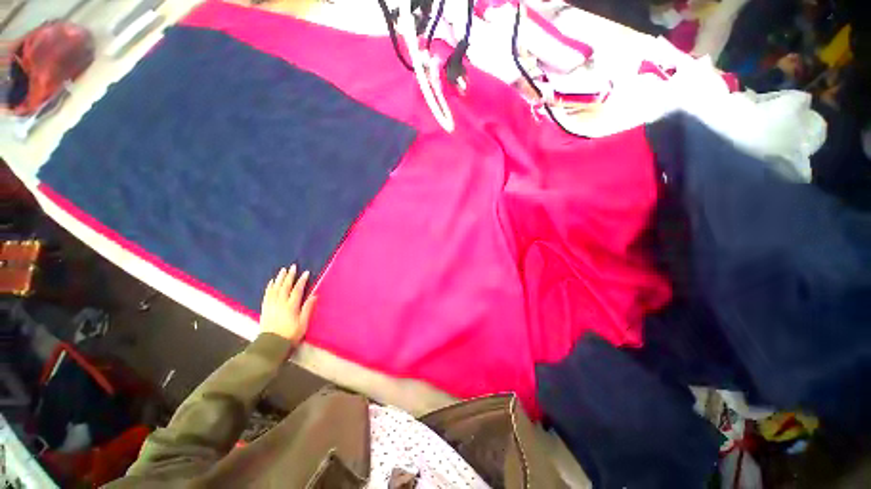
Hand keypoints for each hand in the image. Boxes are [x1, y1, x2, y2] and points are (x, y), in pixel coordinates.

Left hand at [259, 265, 316, 343]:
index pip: (297, 290)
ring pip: (275, 288)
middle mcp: (280, 303)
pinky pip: (267, 294)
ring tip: (282, 270)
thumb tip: (314, 295)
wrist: (271, 345)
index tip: (306, 272)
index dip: (302, 280)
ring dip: (279, 278)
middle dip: (289, 276)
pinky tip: (271, 282)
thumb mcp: (303, 323)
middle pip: (285, 287)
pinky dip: (269, 287)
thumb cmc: (290, 335)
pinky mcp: (265, 308)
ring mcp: (271, 305)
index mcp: (291, 306)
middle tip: (292, 267)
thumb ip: (307, 308)